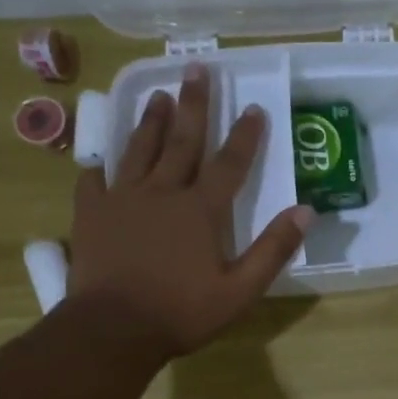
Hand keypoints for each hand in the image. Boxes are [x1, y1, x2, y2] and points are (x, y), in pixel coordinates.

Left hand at [68, 65, 312, 361]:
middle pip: (181, 141)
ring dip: (151, 122)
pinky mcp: (91, 214)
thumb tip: (306, 212)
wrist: (113, 329)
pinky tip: (100, 160)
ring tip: (158, 95)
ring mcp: (122, 200)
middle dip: (193, 105)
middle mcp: (162, 193)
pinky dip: (99, 167)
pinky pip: (94, 181)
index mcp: (200, 211)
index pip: (229, 165)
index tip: (254, 107)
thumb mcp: (241, 290)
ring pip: (139, 150)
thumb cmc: (182, 312)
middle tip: (196, 69)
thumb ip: (273, 250)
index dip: (245, 136)